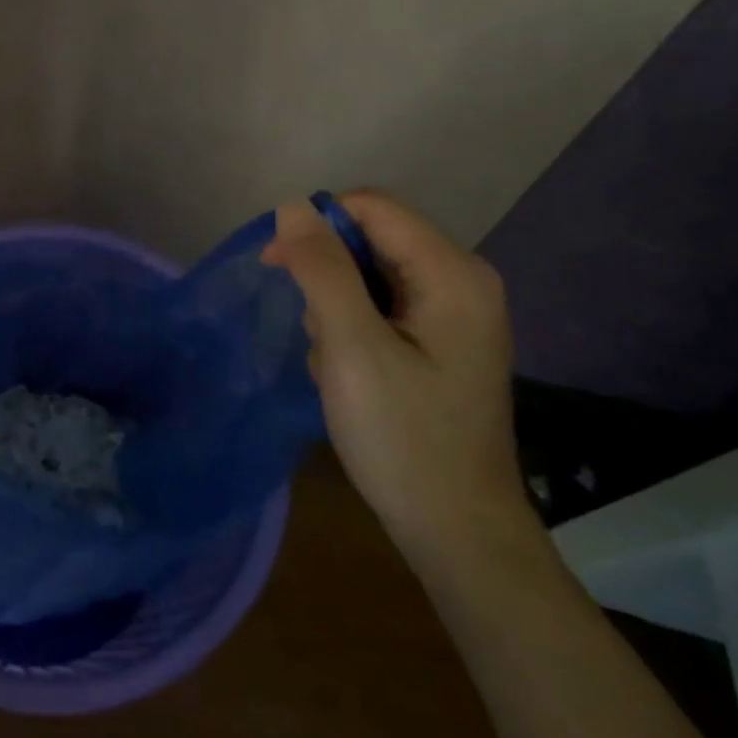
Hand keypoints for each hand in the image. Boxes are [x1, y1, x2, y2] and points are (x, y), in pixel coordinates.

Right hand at [263, 192, 529, 561]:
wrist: (457, 531)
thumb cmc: (404, 437)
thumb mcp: (352, 348)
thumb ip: (322, 270)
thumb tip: (292, 206)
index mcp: (452, 273)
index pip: (371, 207)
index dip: (316, 226)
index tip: (276, 268)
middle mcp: (461, 280)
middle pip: (369, 241)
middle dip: (328, 281)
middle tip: (320, 338)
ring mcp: (454, 313)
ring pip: (368, 277)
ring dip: (335, 312)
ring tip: (338, 368)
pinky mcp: (441, 340)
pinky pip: (380, 308)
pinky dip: (352, 332)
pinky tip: (352, 377)